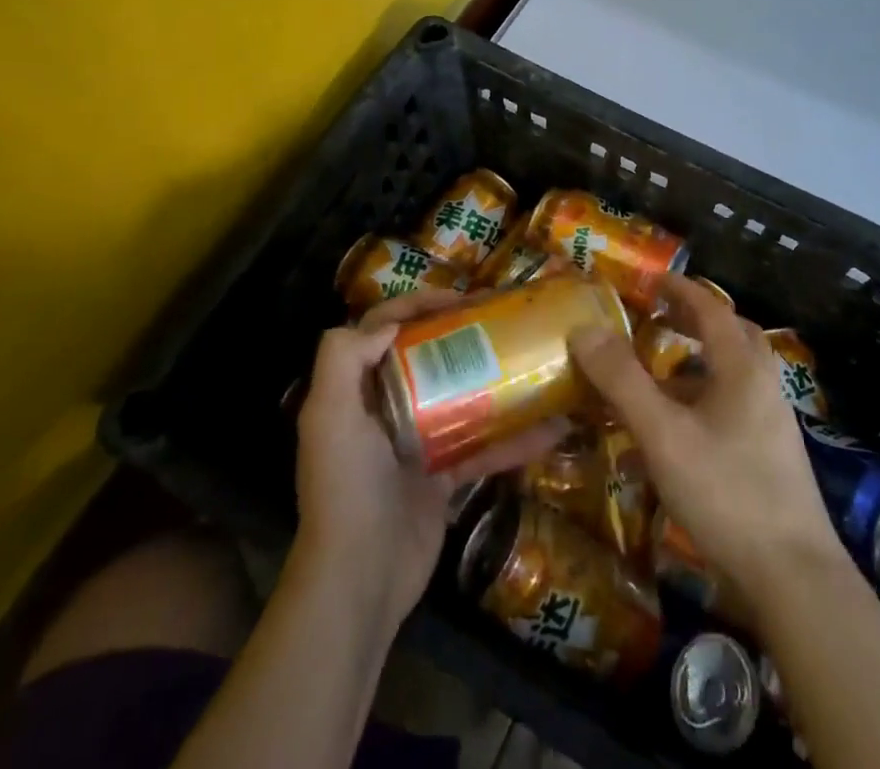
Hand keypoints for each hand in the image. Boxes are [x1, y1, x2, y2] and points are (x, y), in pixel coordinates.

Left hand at [291, 291, 566, 634]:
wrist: (359, 581)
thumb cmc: (346, 486)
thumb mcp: (329, 415)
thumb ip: (344, 358)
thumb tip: (389, 324)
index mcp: (355, 391)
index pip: (383, 328)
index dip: (417, 304)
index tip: (462, 298)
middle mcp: (384, 410)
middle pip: (425, 356)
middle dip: (461, 335)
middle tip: (503, 320)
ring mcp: (415, 444)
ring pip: (458, 398)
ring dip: (493, 383)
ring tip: (532, 361)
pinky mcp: (442, 478)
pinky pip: (481, 448)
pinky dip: (512, 441)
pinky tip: (550, 429)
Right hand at [568, 274, 843, 608]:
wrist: (795, 577)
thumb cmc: (727, 493)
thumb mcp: (664, 435)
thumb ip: (623, 381)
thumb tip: (584, 328)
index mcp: (742, 367)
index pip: (711, 308)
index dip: (680, 290)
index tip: (652, 279)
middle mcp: (764, 384)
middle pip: (732, 334)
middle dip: (695, 320)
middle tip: (659, 318)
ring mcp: (773, 421)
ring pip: (735, 372)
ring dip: (700, 362)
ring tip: (661, 374)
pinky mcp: (773, 455)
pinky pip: (736, 405)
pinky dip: (707, 397)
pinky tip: (682, 430)